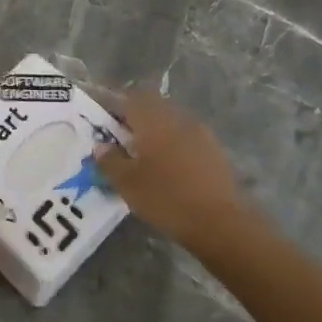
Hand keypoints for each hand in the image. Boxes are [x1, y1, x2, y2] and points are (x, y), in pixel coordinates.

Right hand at [95, 90, 248, 247]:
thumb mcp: (127, 183)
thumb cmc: (166, 198)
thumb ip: (109, 160)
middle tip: (119, 138)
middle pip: (151, 105)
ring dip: (154, 130)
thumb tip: (101, 146)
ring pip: (170, 120)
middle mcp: (177, 118)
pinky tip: (167, 166)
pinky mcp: (214, 149)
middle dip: (134, 117)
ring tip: (142, 154)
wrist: (220, 222)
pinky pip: (185, 136)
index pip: (129, 98)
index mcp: (154, 120)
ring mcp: (199, 132)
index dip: (113, 106)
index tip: (102, 121)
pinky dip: (172, 143)